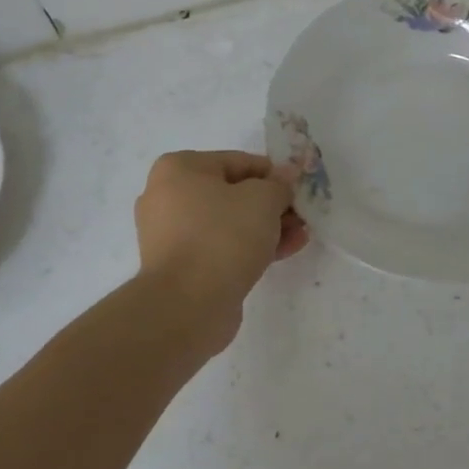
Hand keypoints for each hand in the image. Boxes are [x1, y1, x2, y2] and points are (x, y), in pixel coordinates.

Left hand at [133, 151, 307, 342]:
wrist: (186, 306)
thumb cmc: (222, 236)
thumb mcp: (263, 199)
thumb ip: (279, 184)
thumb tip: (285, 176)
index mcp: (178, 169)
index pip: (236, 161)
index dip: (272, 174)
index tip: (297, 188)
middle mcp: (167, 196)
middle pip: (232, 193)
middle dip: (270, 204)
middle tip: (301, 215)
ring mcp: (171, 235)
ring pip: (228, 223)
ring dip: (265, 227)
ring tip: (300, 235)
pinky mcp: (180, 267)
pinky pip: (220, 247)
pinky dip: (249, 247)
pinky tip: (284, 252)